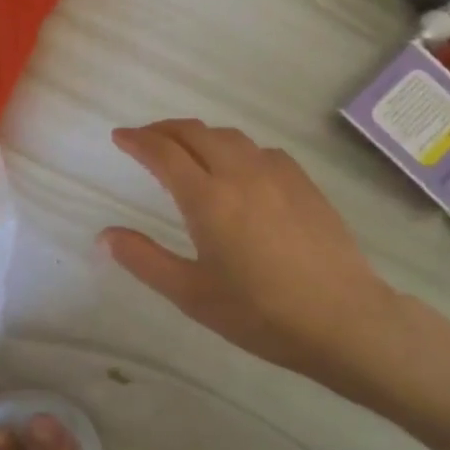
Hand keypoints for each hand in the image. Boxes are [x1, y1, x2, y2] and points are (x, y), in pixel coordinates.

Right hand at [101, 119, 408, 384]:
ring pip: (228, 135)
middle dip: (164, 129)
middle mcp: (239, 173)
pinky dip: (235, 148)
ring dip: (199, 134)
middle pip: (194, 132)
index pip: (163, 152)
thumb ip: (145, 260)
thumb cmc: (261, 313)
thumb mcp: (192, 295)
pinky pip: (259, 149)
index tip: (120, 136)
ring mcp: (275, 173)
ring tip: (186, 149)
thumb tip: (105, 235)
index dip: (137, 140)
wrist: (345, 319)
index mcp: (207, 198)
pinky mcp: (303, 182)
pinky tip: (239, 168)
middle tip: (146, 139)